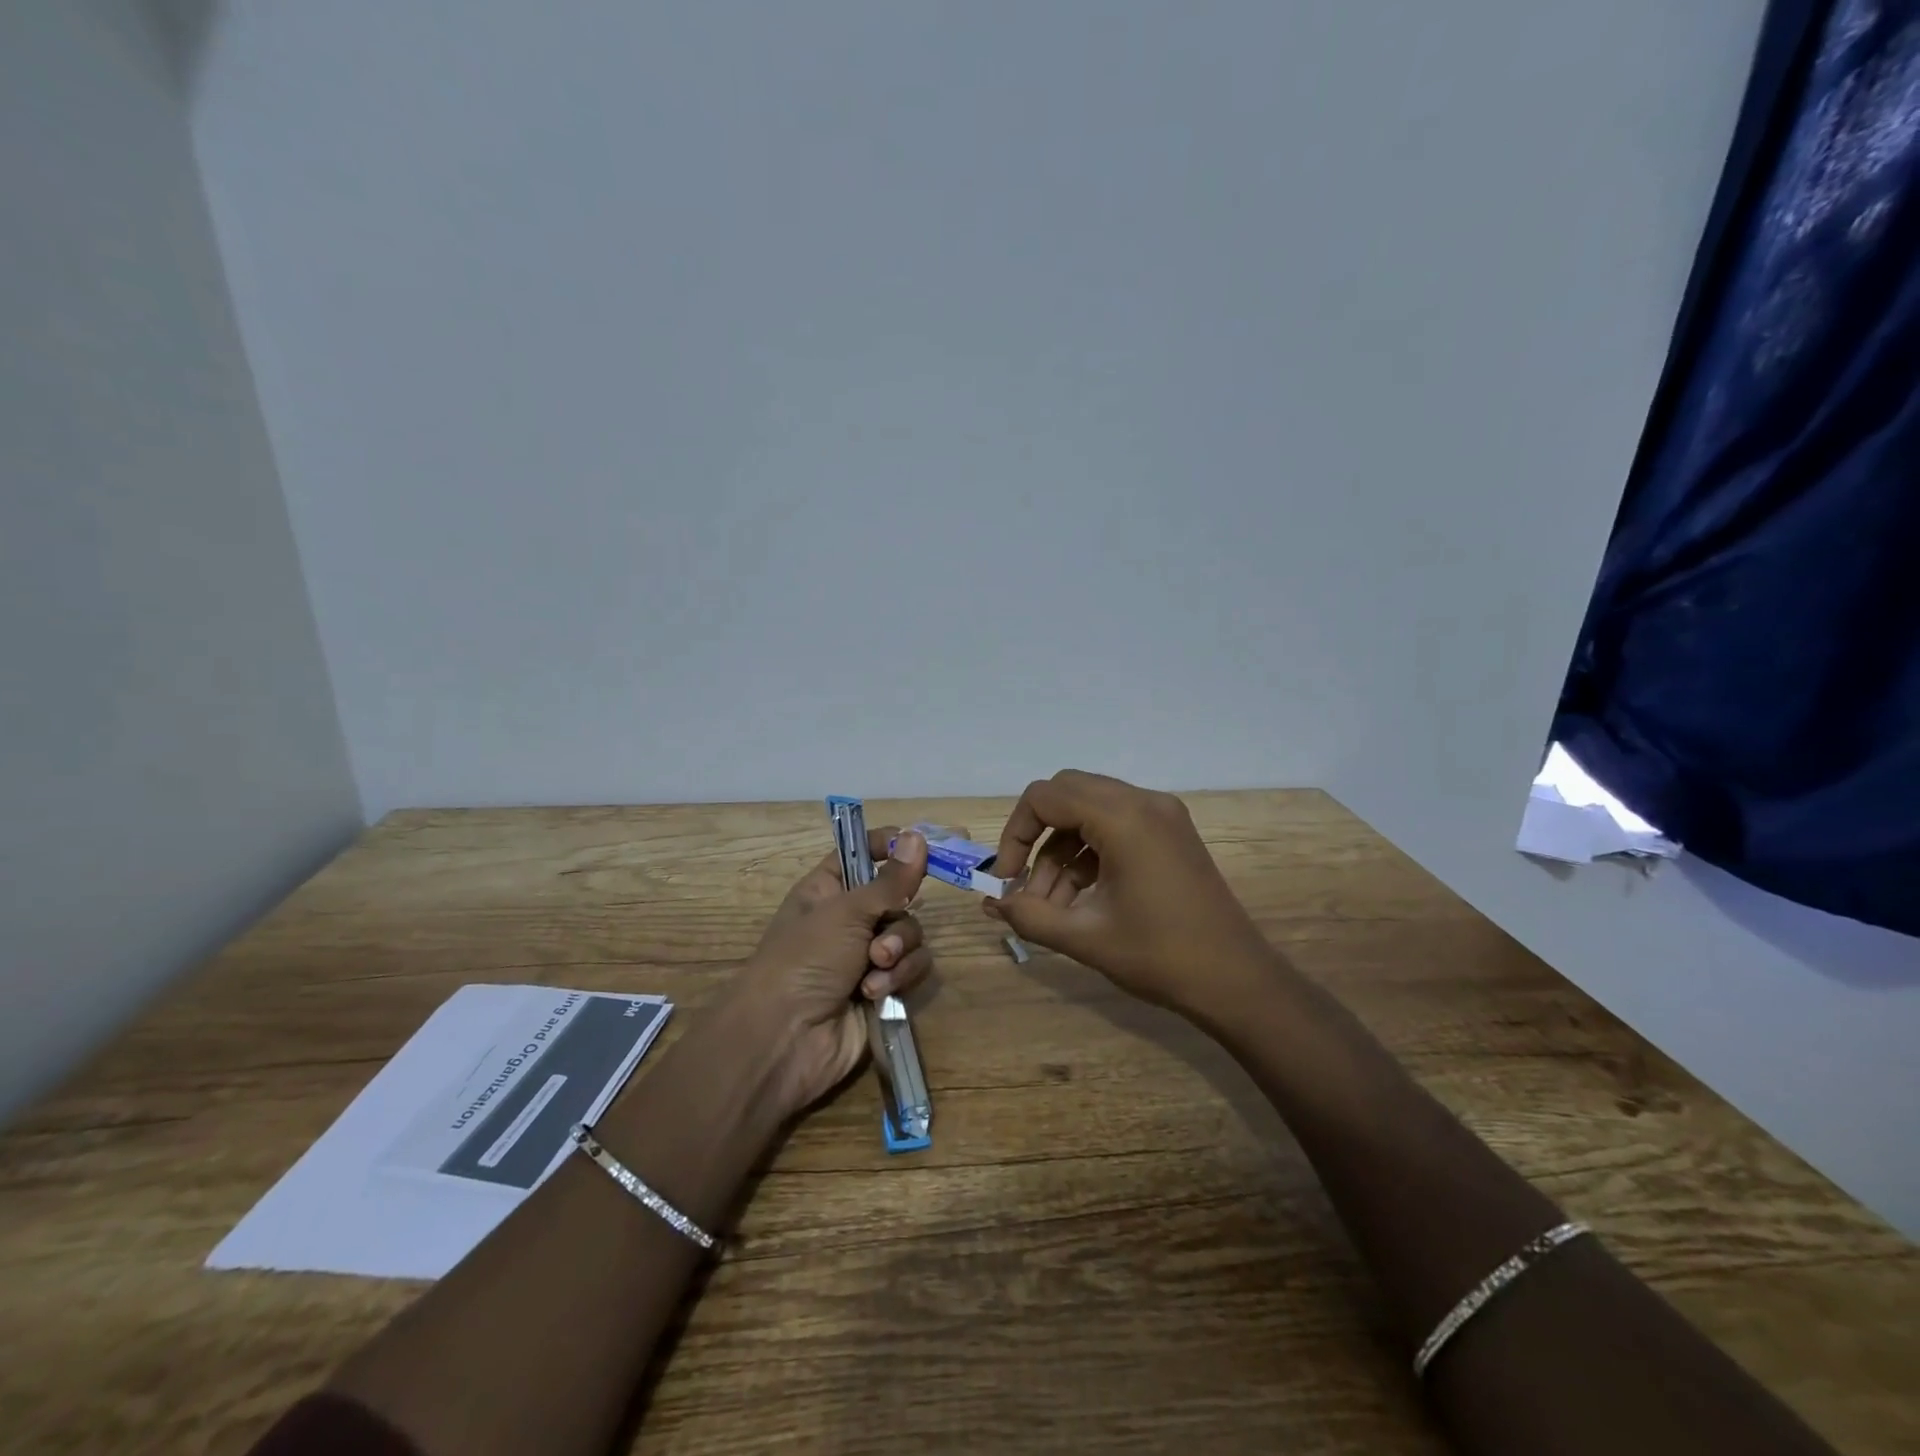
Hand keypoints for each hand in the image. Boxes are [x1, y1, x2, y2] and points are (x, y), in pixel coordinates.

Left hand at [724, 828, 930, 1119]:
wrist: (786, 1038)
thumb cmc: (805, 959)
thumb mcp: (847, 911)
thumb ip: (891, 879)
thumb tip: (917, 836)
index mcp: (828, 890)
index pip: (862, 853)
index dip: (887, 846)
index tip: (916, 845)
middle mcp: (849, 919)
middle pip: (898, 897)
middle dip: (895, 919)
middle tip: (878, 939)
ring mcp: (866, 955)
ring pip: (910, 934)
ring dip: (897, 952)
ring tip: (874, 971)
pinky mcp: (884, 988)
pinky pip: (912, 967)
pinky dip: (899, 978)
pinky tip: (875, 994)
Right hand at [985, 771, 1271, 1016]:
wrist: (1237, 981)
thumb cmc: (1160, 957)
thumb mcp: (1085, 938)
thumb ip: (1029, 915)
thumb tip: (991, 903)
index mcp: (1123, 818)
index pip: (1045, 797)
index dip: (1016, 833)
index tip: (1008, 878)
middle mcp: (1144, 802)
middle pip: (1067, 794)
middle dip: (1037, 836)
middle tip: (1024, 883)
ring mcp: (1162, 815)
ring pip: (1089, 811)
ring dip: (1061, 850)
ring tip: (1048, 905)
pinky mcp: (1171, 833)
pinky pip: (1115, 826)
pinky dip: (1088, 853)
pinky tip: (1078, 899)